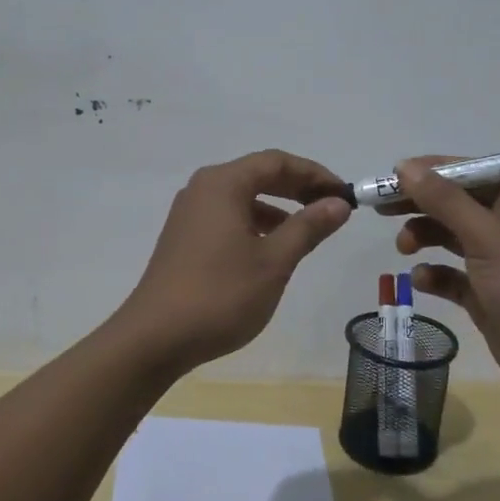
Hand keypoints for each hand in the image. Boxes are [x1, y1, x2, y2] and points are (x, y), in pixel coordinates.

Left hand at [116, 149, 350, 370]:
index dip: (314, 174)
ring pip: (243, 197)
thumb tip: (338, 202)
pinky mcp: (185, 238)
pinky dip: (256, 224)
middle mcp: (203, 189)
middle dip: (298, 187)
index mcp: (223, 184)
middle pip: (258, 174)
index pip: (277, 162)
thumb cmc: (220, 295)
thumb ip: (308, 227)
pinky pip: (228, 216)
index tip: (344, 193)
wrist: (155, 338)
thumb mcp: (274, 261)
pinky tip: (272, 248)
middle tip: (332, 207)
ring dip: (278, 207)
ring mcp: (190, 214)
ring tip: (308, 229)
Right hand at [386, 158, 499, 408]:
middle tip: (380, 208)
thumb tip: (405, 166)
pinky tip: (422, 279)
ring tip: (404, 248)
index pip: (470, 171)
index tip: (390, 176)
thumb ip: (444, 200)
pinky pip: (453, 274)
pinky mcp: (489, 293)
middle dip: (421, 204)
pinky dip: (436, 273)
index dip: (430, 171)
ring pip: (452, 236)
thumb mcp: (488, 237)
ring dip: (425, 237)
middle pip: (456, 202)